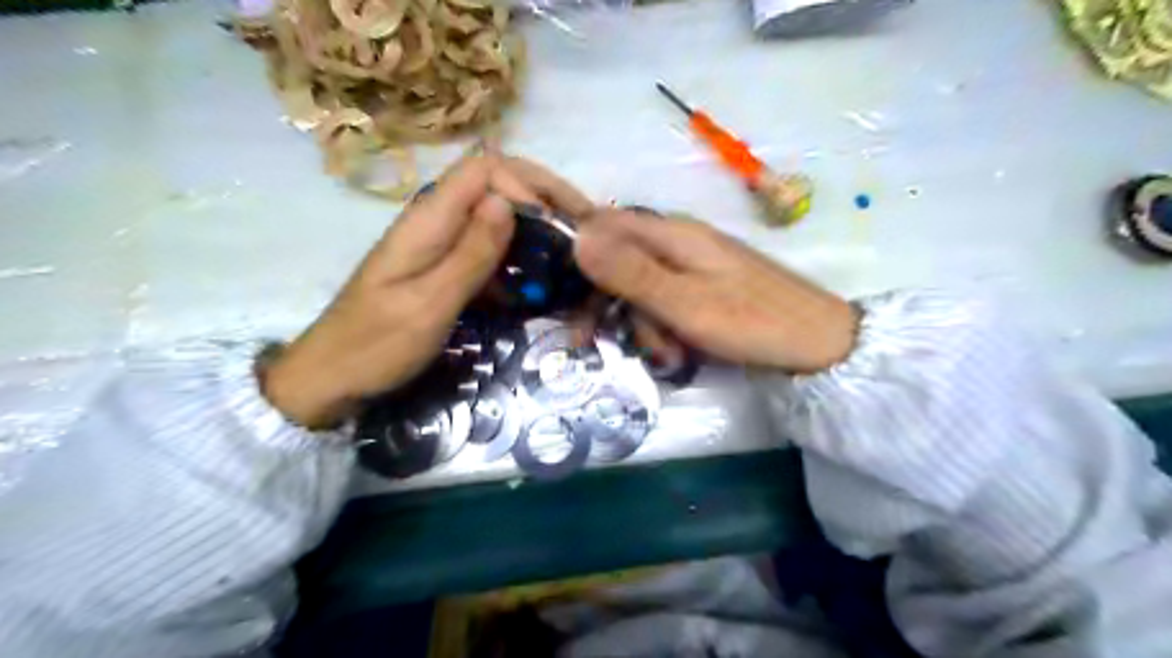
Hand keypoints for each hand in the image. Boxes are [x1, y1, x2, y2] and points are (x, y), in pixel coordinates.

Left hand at [265, 153, 594, 429]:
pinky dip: (518, 260)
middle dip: (542, 201)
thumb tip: (508, 201)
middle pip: (496, 186)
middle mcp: (435, 221)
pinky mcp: (443, 267)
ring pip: (496, 218)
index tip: (561, 221)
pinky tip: (539, 285)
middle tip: (582, 232)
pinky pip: (487, 250)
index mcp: (428, 220)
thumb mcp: (429, 304)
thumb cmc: (376, 345)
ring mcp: (439, 244)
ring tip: (570, 257)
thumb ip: (469, 254)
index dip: (528, 184)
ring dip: (535, 231)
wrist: (331, 377)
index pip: (486, 169)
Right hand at [576, 212, 858, 375]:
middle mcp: (679, 240)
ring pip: (642, 286)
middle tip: (597, 342)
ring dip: (640, 323)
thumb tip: (577, 237)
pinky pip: (666, 300)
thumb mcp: (684, 304)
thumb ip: (631, 273)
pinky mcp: (706, 286)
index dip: (579, 256)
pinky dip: (663, 326)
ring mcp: (695, 264)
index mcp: (673, 233)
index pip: (605, 225)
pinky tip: (678, 351)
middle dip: (608, 303)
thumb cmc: (752, 322)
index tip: (567, 299)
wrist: (821, 344)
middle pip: (619, 260)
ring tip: (665, 354)